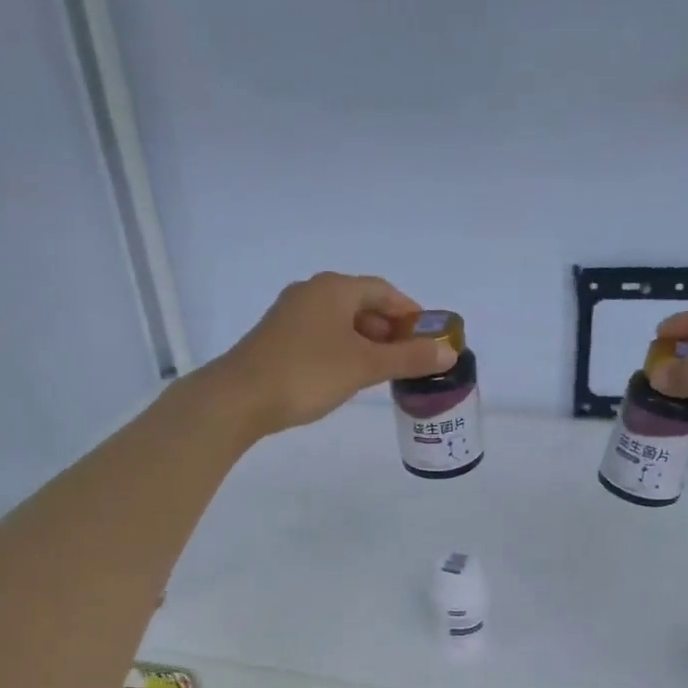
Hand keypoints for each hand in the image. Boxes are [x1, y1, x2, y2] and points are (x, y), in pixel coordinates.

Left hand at [201, 272, 457, 437]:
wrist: (239, 398)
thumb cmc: (307, 373)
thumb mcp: (364, 366)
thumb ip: (408, 358)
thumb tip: (449, 352)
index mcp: (334, 289)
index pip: (383, 291)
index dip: (410, 312)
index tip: (428, 338)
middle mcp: (311, 293)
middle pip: (361, 305)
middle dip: (389, 329)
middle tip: (409, 358)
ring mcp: (290, 315)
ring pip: (340, 323)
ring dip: (366, 342)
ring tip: (382, 371)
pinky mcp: (277, 339)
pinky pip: (321, 337)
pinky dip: (342, 350)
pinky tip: (347, 376)